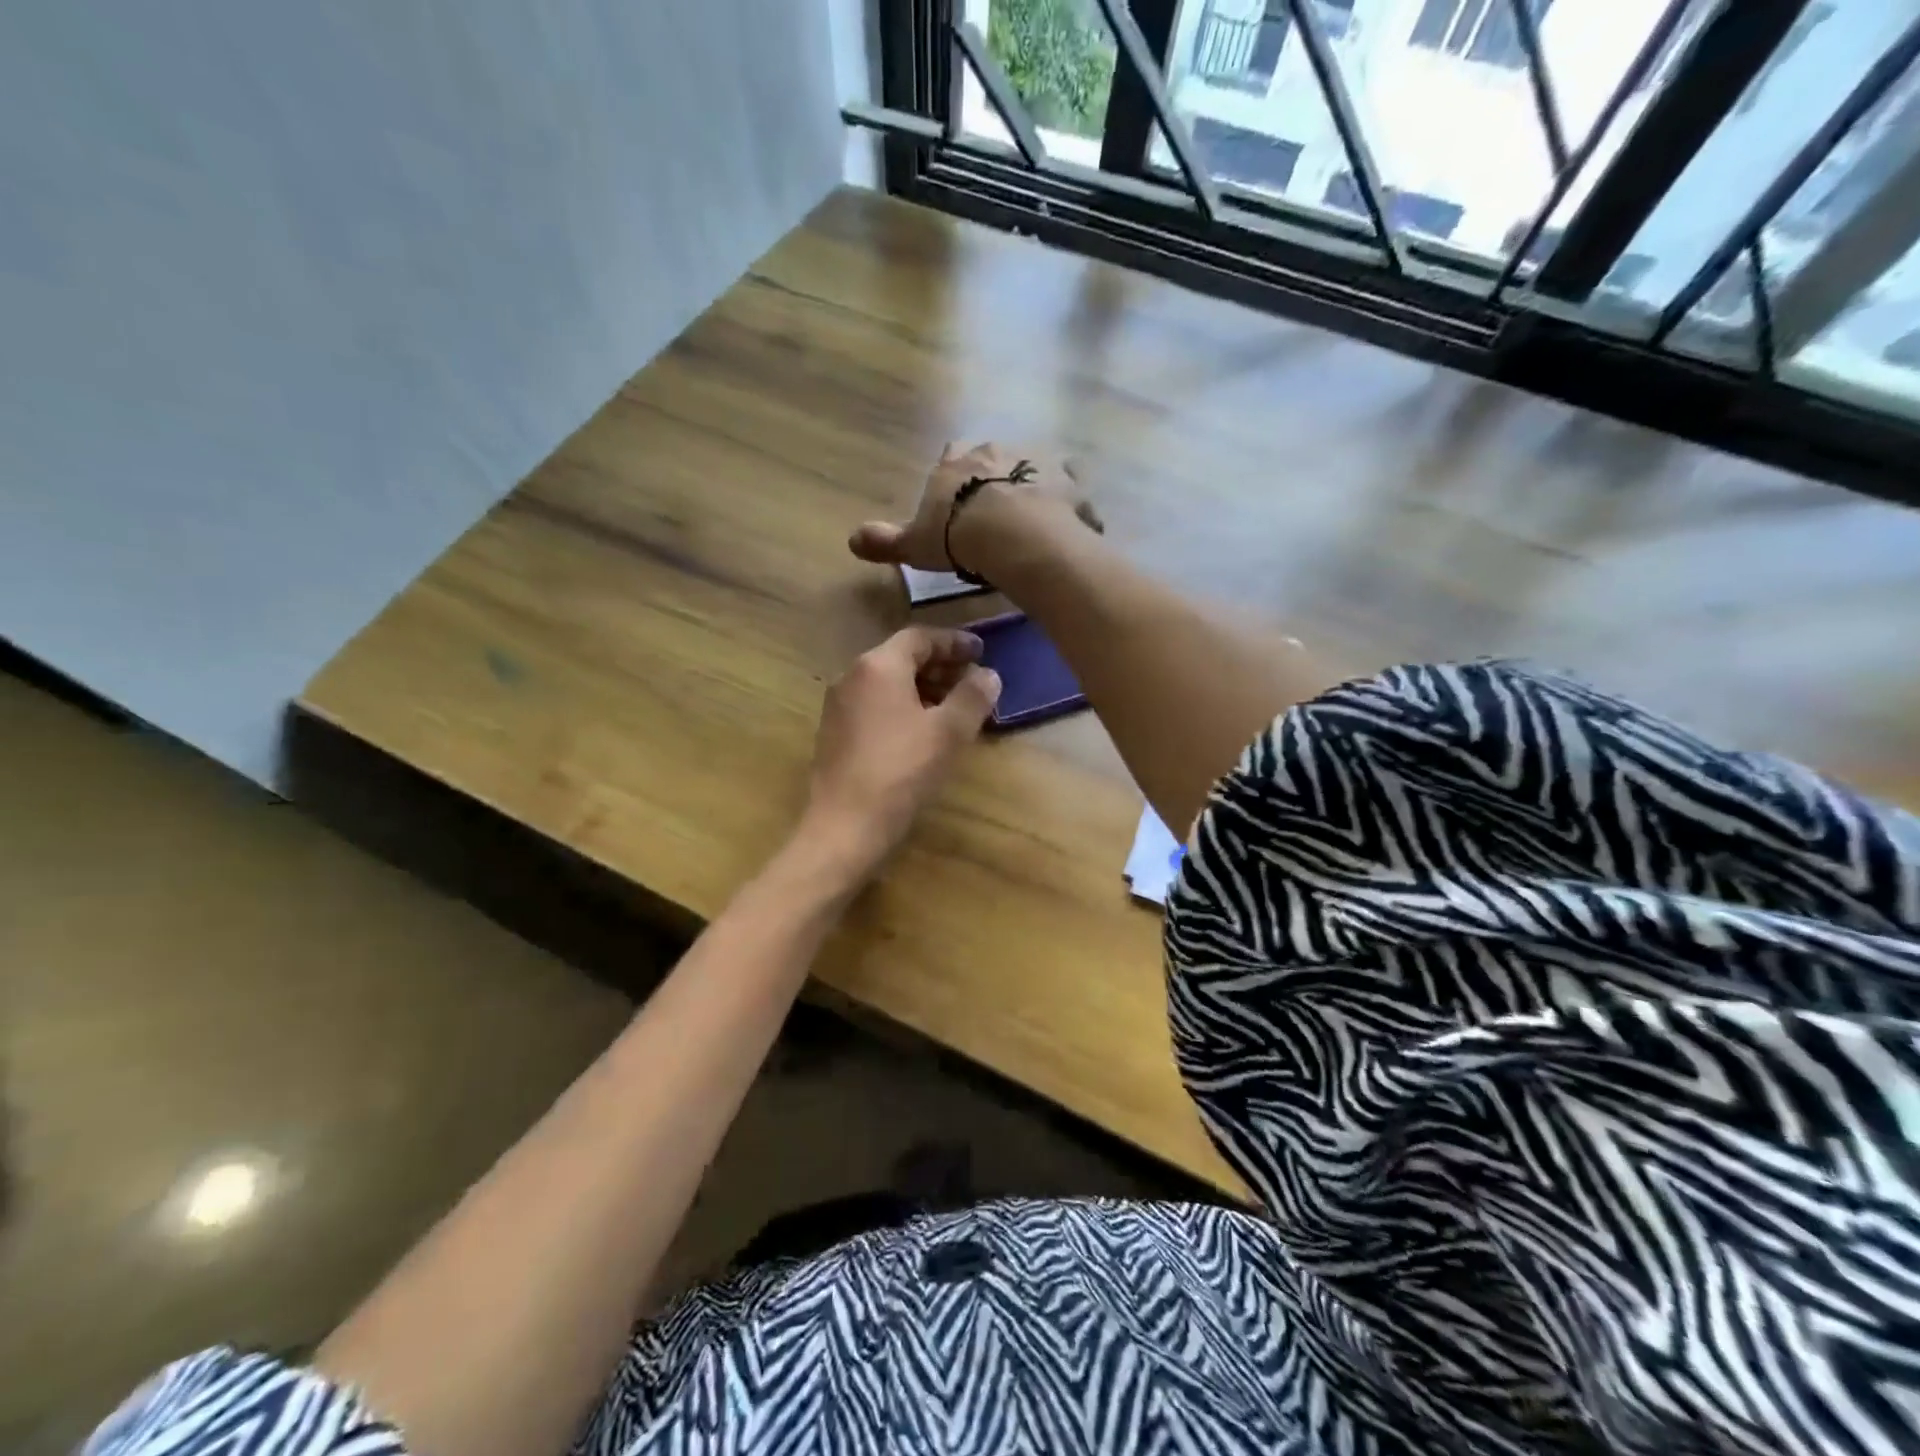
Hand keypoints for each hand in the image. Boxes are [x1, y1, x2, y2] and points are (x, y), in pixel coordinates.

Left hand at [802, 626, 1001, 880]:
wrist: (844, 826)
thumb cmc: (900, 772)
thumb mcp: (948, 733)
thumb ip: (972, 697)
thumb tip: (988, 675)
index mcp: (878, 666)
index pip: (920, 638)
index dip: (954, 642)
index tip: (981, 652)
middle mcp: (852, 676)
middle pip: (901, 658)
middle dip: (940, 666)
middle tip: (972, 681)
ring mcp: (839, 706)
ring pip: (887, 683)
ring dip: (923, 688)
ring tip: (953, 708)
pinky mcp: (834, 733)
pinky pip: (875, 705)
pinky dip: (903, 707)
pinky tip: (923, 732)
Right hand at [849, 442, 1095, 573]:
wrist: (1011, 534)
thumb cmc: (957, 536)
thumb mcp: (914, 544)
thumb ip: (886, 541)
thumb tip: (851, 540)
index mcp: (958, 462)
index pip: (952, 458)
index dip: (956, 479)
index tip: (960, 502)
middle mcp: (998, 450)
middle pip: (997, 460)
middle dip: (999, 482)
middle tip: (1000, 518)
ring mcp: (1038, 461)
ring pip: (1038, 471)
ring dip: (1038, 491)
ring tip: (1038, 525)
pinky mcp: (1071, 482)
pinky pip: (1072, 494)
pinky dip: (1072, 510)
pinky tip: (1069, 533)